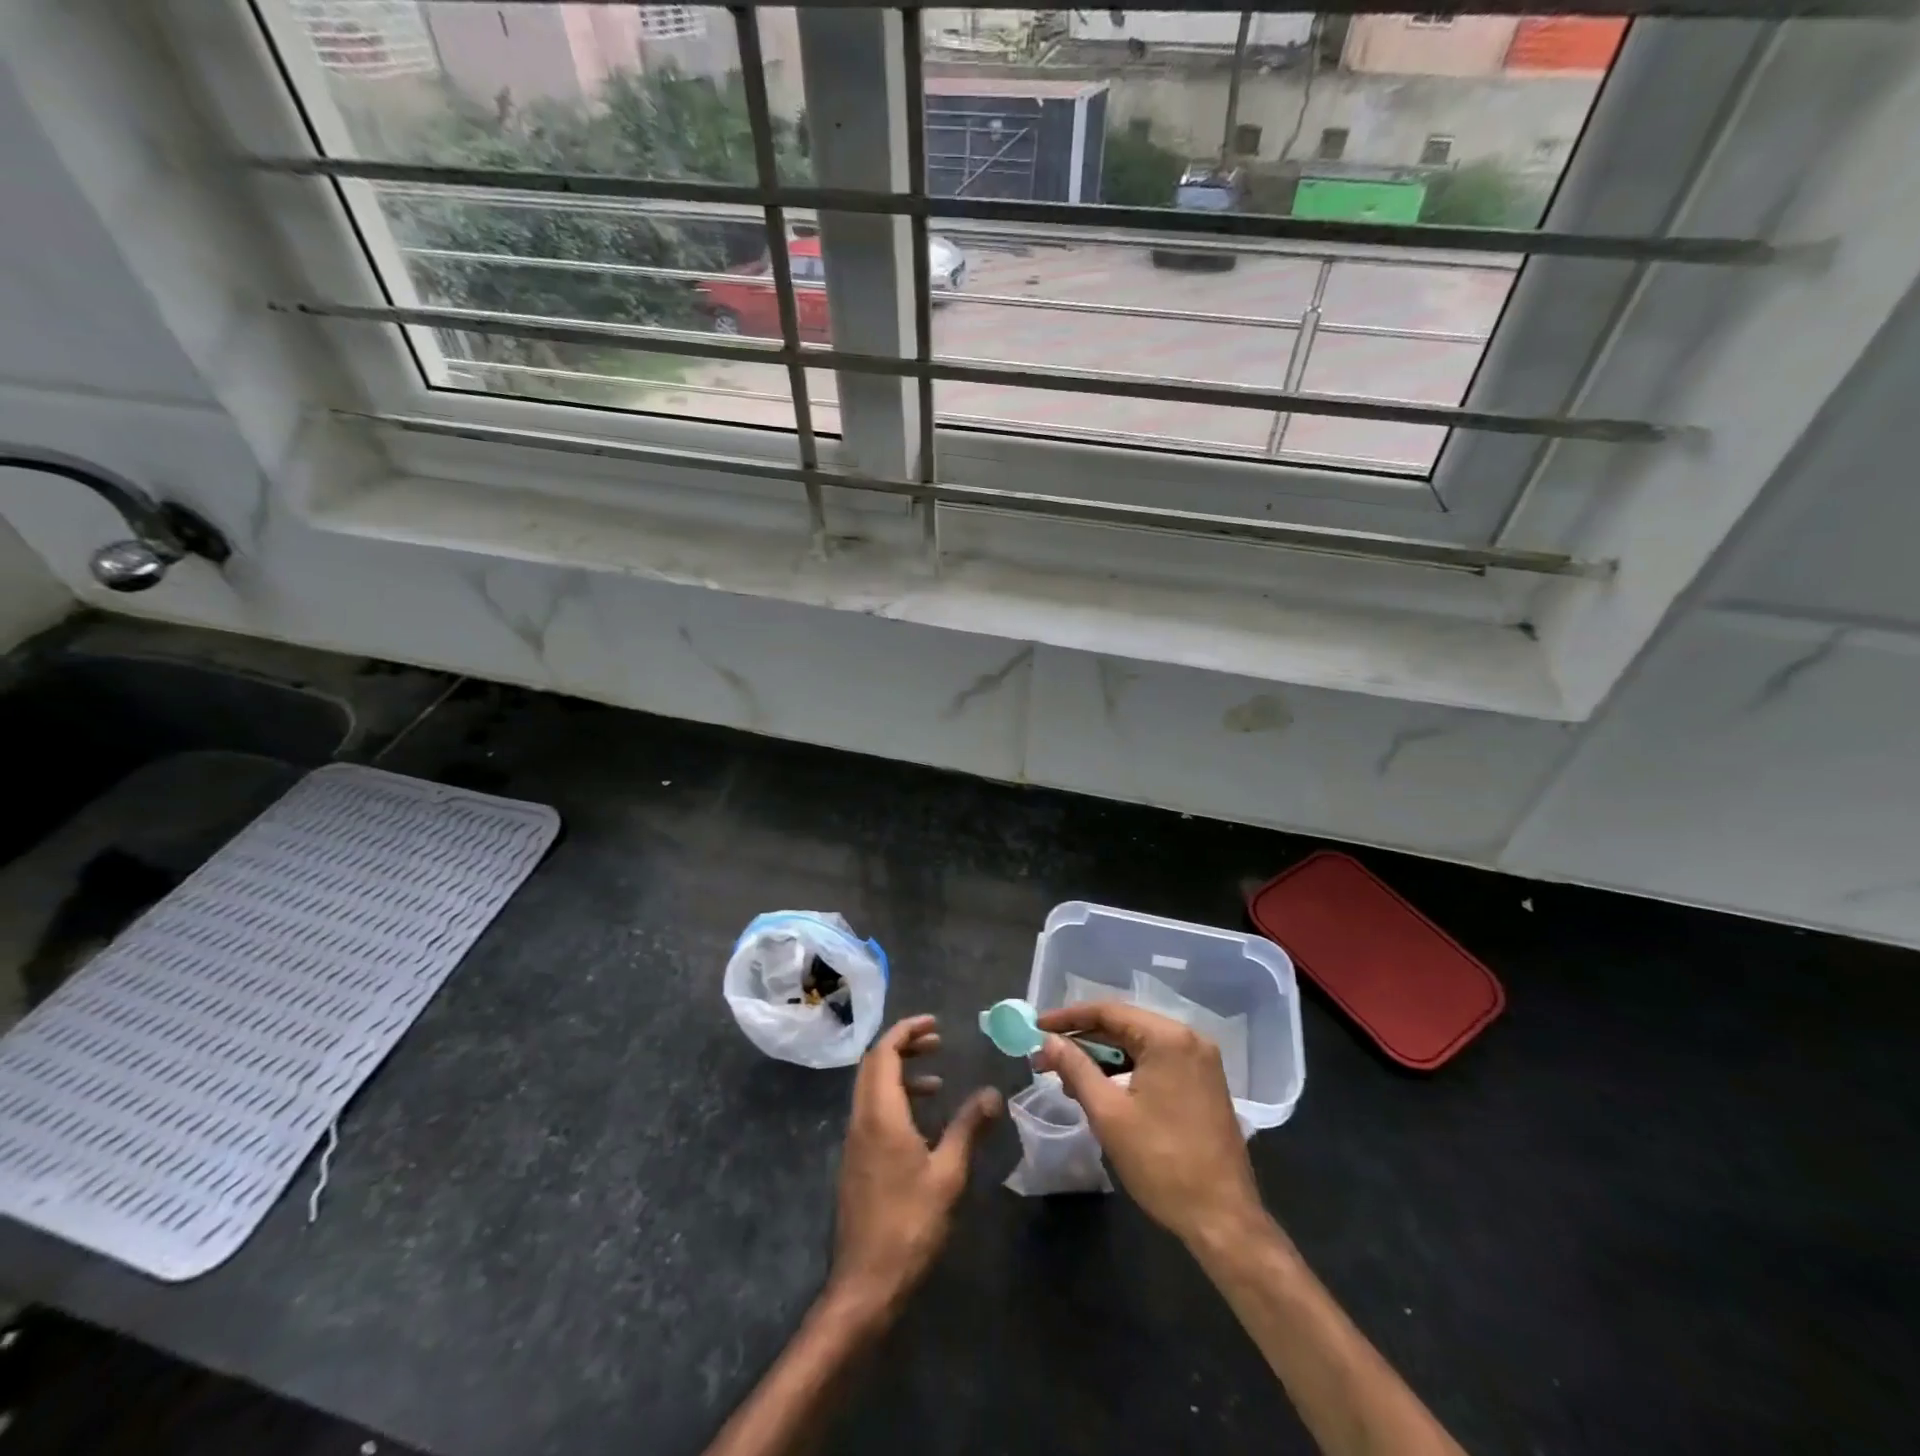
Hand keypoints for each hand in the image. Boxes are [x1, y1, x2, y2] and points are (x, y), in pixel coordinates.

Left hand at [827, 1015, 1000, 1320]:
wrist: (865, 1283)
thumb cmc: (909, 1224)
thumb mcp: (948, 1174)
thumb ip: (968, 1128)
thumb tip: (992, 1093)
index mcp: (880, 1114)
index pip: (884, 1053)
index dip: (906, 1030)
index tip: (934, 1023)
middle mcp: (861, 1119)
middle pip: (874, 1064)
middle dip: (904, 1046)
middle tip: (937, 1043)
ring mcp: (854, 1141)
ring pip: (871, 1088)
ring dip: (900, 1074)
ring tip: (937, 1081)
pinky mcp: (855, 1161)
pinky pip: (871, 1111)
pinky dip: (894, 1100)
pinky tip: (922, 1122)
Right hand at [1034, 1002, 1262, 1249]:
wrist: (1222, 1220)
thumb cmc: (1161, 1162)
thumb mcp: (1108, 1113)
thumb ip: (1075, 1068)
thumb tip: (1048, 1040)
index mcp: (1168, 1038)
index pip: (1108, 1012)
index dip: (1067, 1018)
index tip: (1036, 1026)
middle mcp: (1189, 1039)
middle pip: (1124, 1026)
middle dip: (1082, 1041)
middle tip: (1045, 1057)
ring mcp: (1200, 1062)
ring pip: (1139, 1046)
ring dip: (1102, 1058)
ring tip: (1067, 1077)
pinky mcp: (1203, 1084)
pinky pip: (1156, 1063)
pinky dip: (1126, 1070)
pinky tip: (1101, 1088)